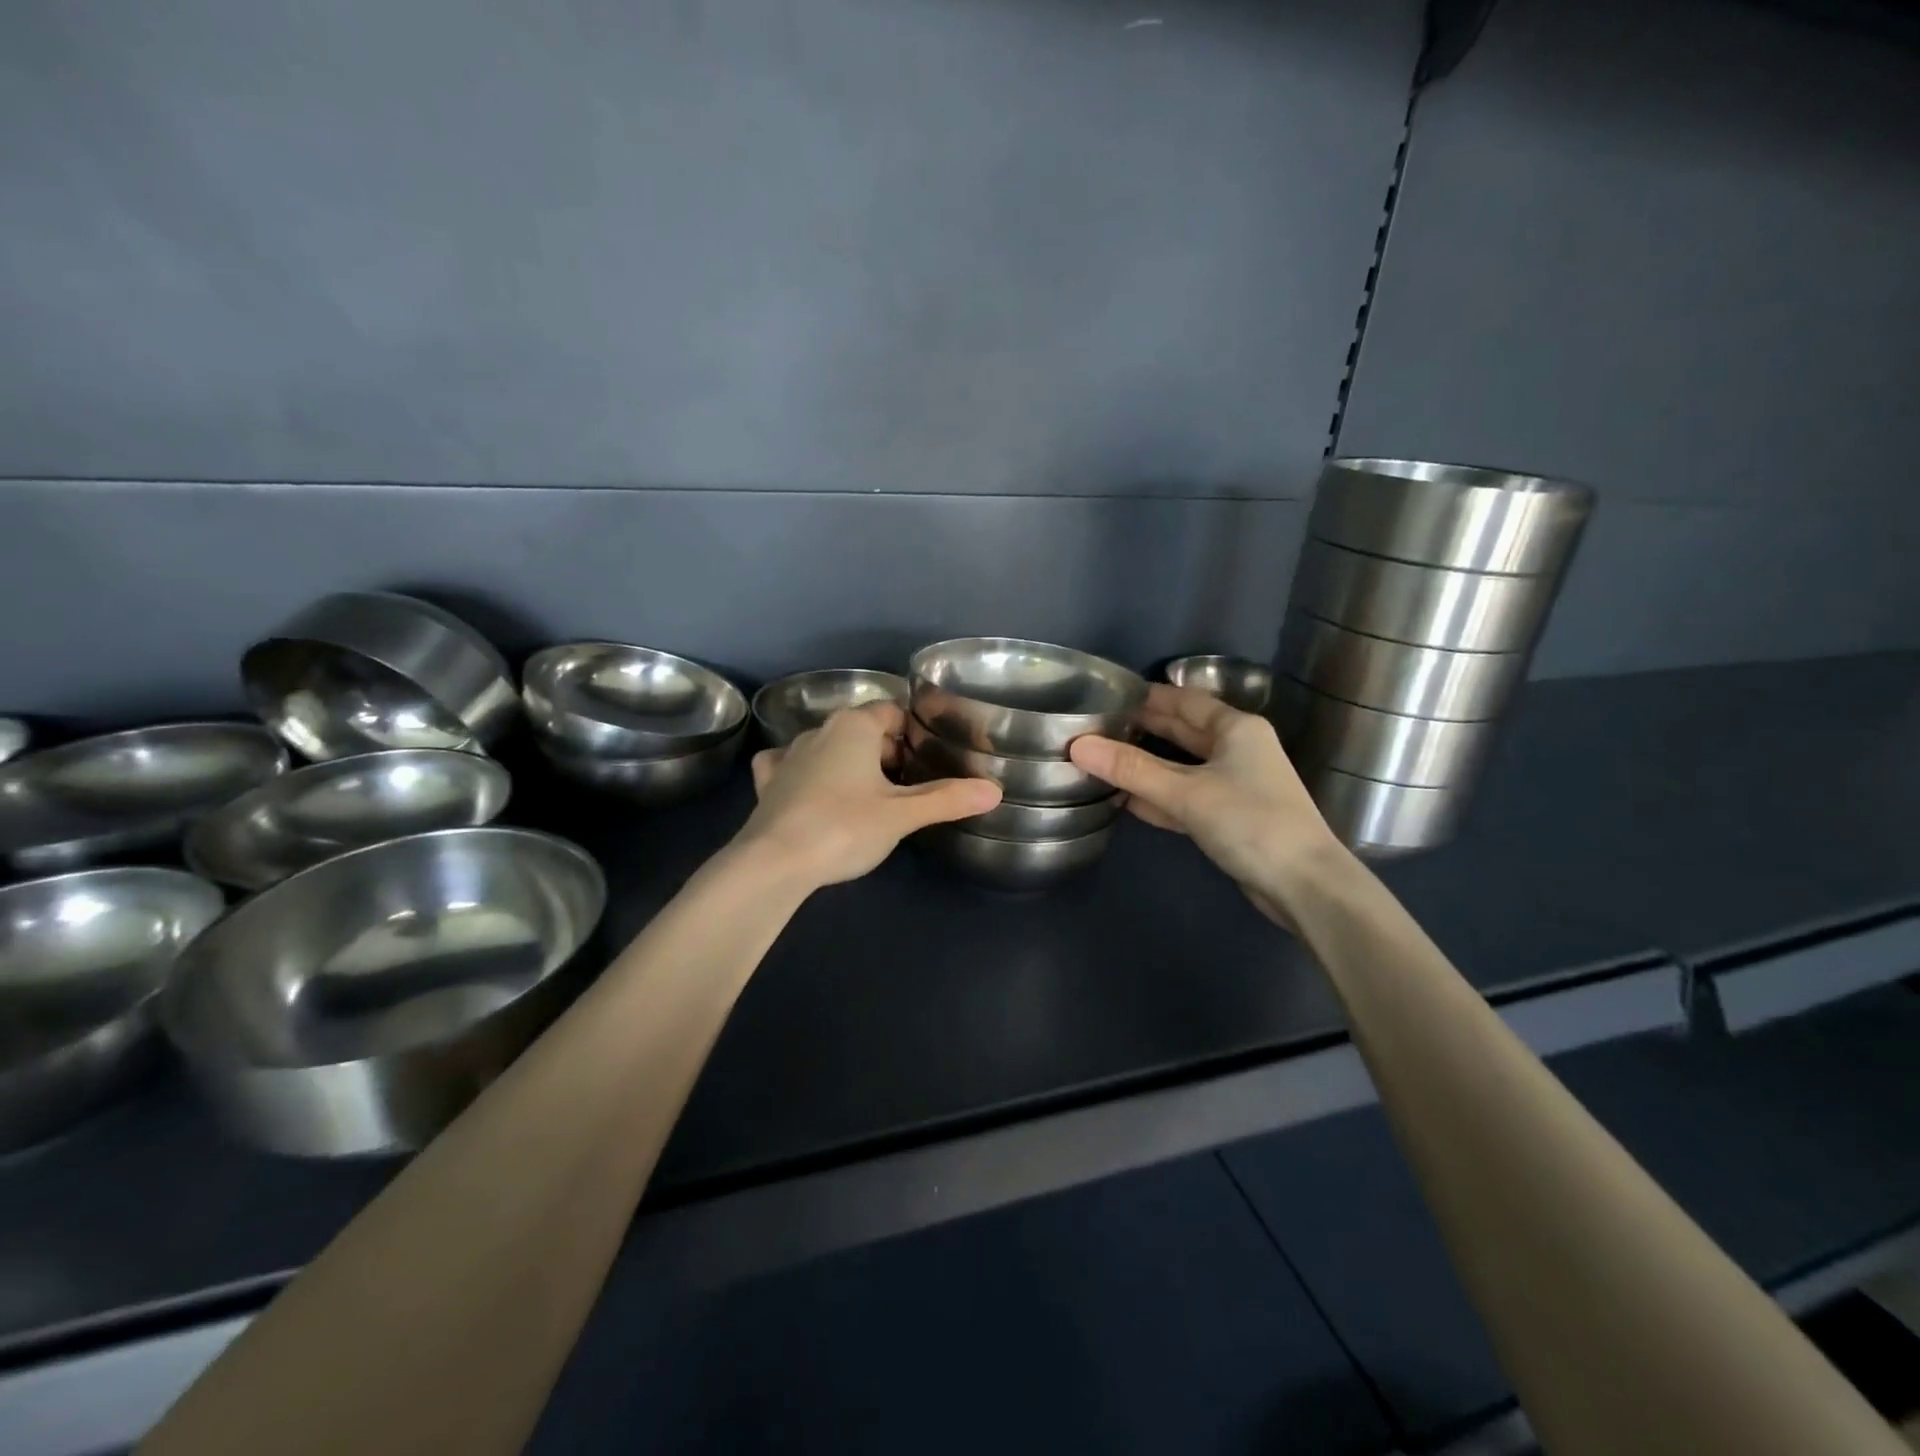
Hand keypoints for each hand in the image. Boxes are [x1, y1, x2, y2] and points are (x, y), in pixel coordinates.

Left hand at [737, 702, 1001, 890]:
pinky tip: (810, 789)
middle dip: (886, 751)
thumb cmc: (844, 827)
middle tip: (908, 786)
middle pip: (862, 729)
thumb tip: (994, 790)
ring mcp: (789, 755)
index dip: (913, 732)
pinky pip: (790, 765)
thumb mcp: (902, 815)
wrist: (774, 862)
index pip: (892, 712)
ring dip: (848, 763)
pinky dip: (805, 773)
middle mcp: (820, 730)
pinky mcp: (768, 783)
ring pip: (828, 747)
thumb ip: (947, 799)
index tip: (928, 758)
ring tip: (868, 794)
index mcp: (854, 727)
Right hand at [1068, 684, 1352, 924]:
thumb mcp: (1186, 793)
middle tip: (1096, 727)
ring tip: (1102, 761)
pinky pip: (1185, 797)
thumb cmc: (1250, 822)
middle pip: (1181, 732)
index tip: (1107, 696)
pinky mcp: (1229, 817)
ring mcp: (1234, 785)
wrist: (1304, 885)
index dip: (1147, 697)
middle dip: (1142, 730)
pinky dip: (1158, 797)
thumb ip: (1131, 770)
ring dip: (1146, 766)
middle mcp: (1237, 749)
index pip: (1183, 701)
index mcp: (1236, 728)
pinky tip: (1126, 800)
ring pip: (1181, 767)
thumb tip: (1077, 746)